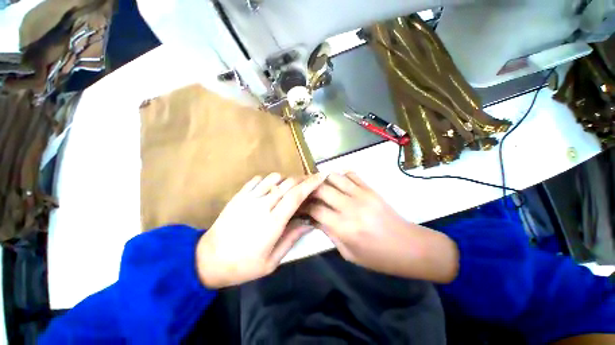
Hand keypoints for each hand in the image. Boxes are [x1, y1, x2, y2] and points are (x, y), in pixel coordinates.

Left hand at [196, 172, 325, 288]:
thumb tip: (309, 223)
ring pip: (274, 178)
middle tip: (309, 183)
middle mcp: (262, 205)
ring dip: (286, 180)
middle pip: (287, 183)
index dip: (311, 184)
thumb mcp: (271, 261)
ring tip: (289, 189)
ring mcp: (248, 198)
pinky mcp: (239, 196)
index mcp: (272, 223)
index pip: (296, 196)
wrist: (207, 260)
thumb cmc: (242, 265)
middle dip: (302, 179)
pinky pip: (258, 180)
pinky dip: (268, 181)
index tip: (321, 176)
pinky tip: (269, 189)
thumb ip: (292, 238)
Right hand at [306, 172, 458, 282]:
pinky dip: (341, 175)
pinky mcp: (370, 189)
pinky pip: (351, 174)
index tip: (299, 206)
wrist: (409, 247)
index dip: (303, 206)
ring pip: (334, 177)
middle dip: (309, 189)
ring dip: (323, 180)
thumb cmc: (377, 257)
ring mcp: (362, 195)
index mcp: (344, 227)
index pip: (315, 209)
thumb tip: (313, 219)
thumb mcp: (348, 253)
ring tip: (318, 186)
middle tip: (304, 193)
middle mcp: (350, 207)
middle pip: (321, 189)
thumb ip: (329, 233)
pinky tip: (337, 182)